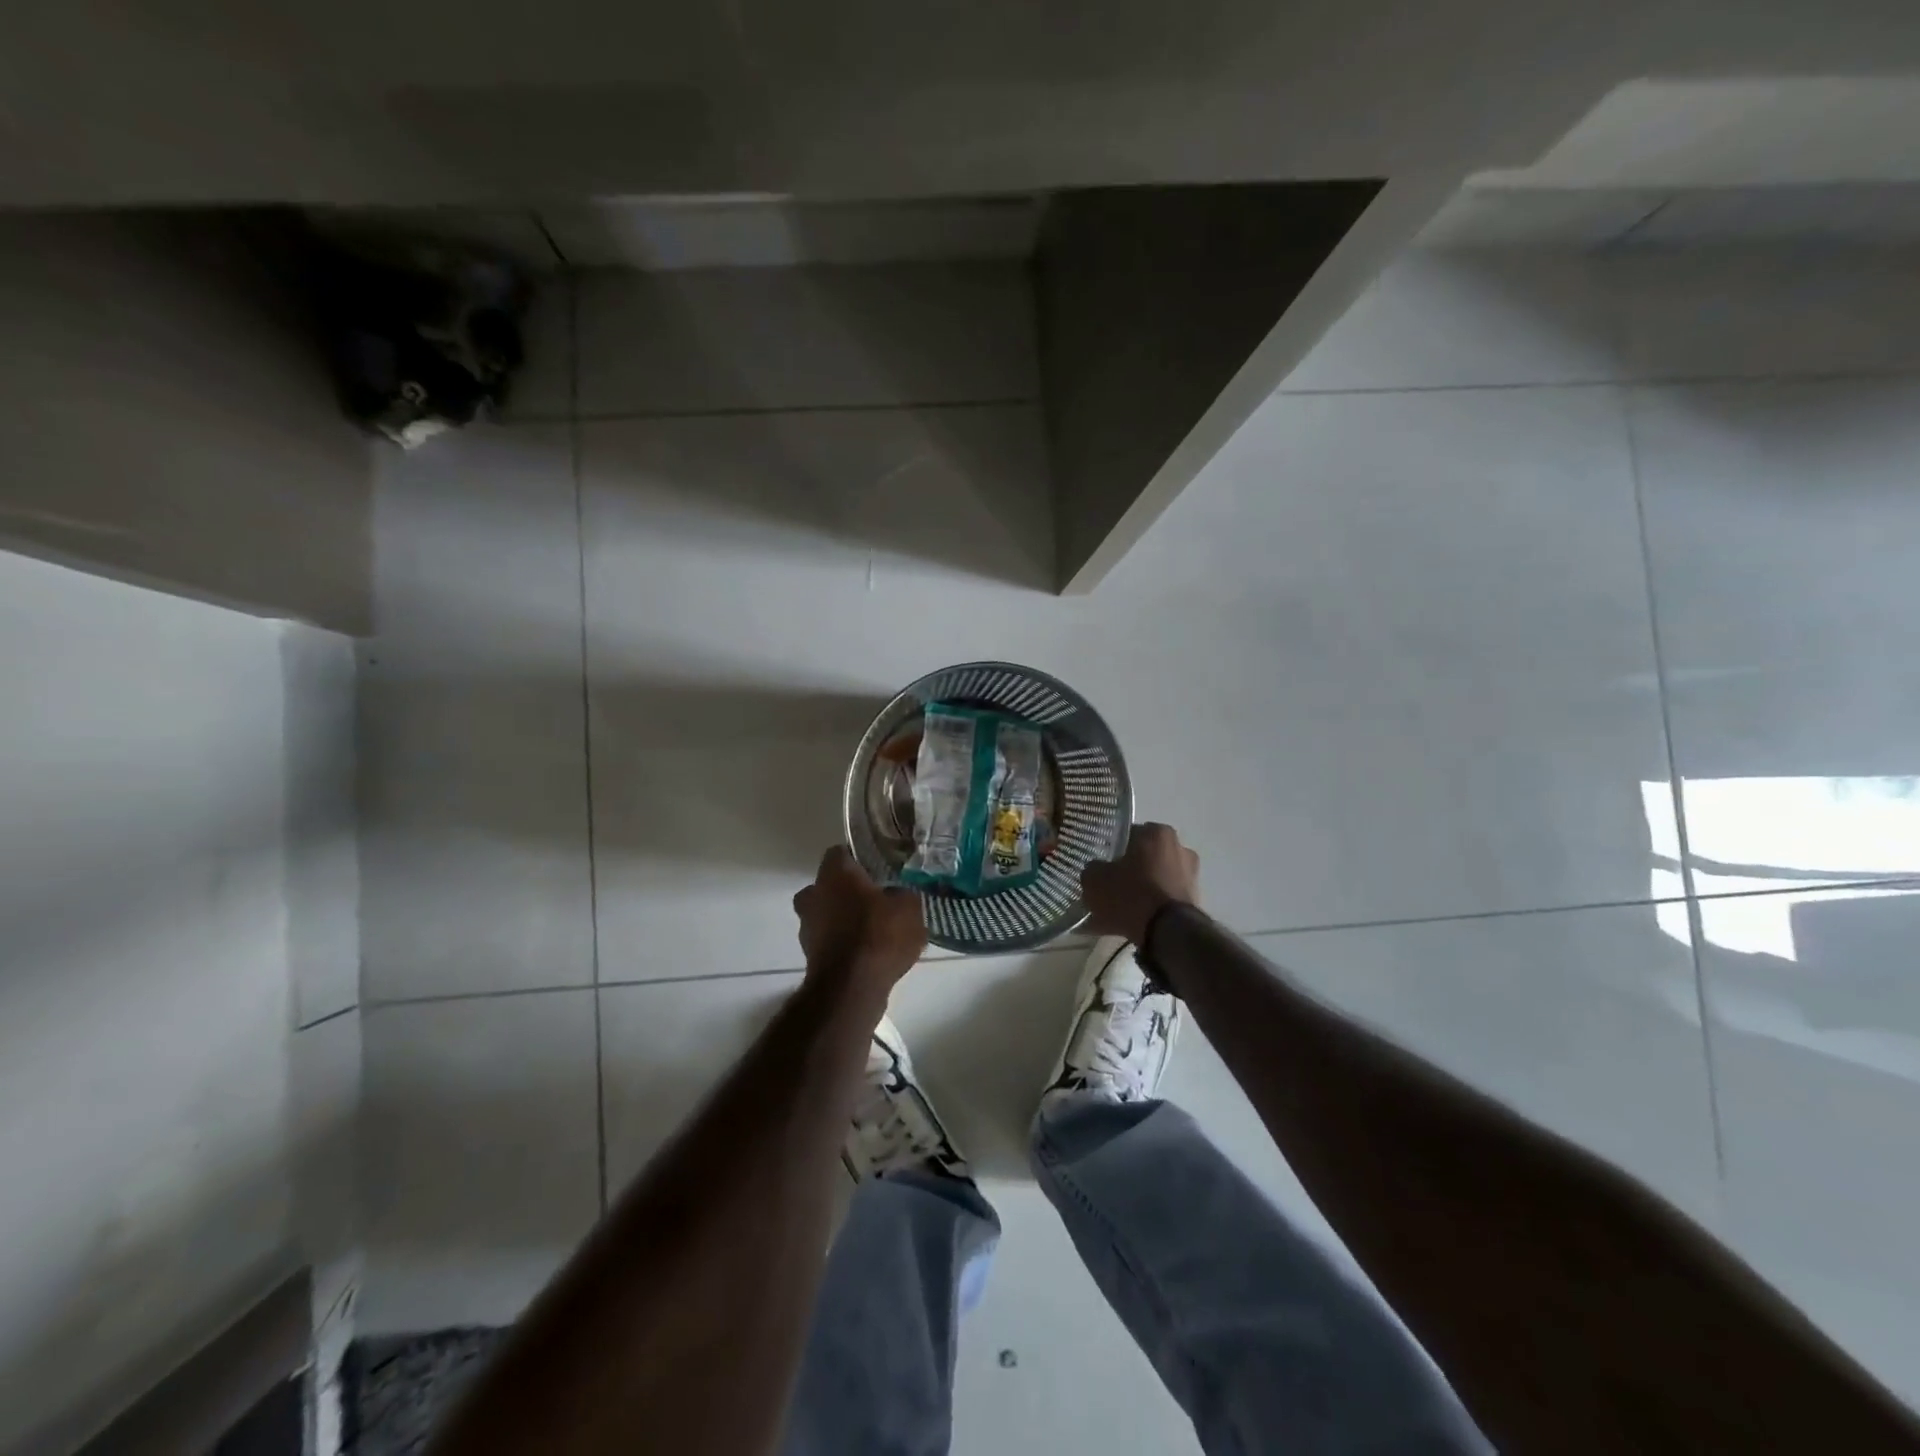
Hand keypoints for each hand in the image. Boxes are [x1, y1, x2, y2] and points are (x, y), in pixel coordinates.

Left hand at [794, 846, 926, 994]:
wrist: (851, 988)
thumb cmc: (878, 935)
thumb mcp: (908, 906)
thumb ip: (903, 892)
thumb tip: (898, 893)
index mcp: (834, 873)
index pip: (840, 852)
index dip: (859, 858)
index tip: (878, 867)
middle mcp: (813, 894)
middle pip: (829, 884)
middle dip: (849, 890)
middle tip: (876, 898)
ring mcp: (807, 927)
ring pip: (827, 913)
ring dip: (845, 918)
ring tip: (876, 930)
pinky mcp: (810, 956)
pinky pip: (831, 940)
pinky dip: (845, 943)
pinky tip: (869, 953)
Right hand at [1081, 822, 1200, 947]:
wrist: (1167, 932)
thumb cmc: (1130, 894)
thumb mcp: (1095, 879)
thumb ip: (1093, 869)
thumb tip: (1097, 870)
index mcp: (1157, 833)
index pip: (1128, 834)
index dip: (1112, 849)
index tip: (1102, 865)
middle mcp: (1179, 848)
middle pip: (1144, 858)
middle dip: (1128, 872)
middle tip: (1108, 888)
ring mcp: (1191, 876)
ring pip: (1154, 881)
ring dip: (1139, 892)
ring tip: (1116, 912)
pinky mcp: (1194, 901)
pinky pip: (1162, 902)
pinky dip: (1149, 910)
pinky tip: (1128, 925)